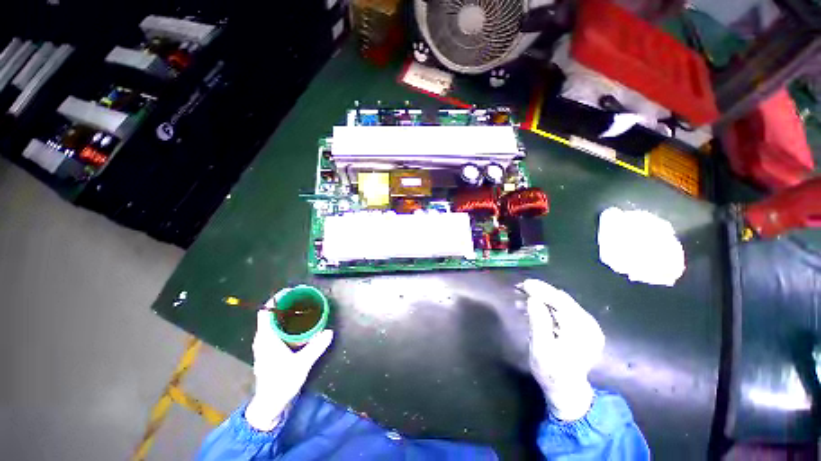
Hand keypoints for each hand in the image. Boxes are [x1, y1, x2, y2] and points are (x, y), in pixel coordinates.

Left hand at [245, 296, 333, 430]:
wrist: (270, 404)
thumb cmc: (281, 383)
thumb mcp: (301, 365)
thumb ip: (315, 347)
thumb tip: (329, 331)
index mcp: (266, 338)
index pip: (266, 312)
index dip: (276, 299)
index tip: (291, 291)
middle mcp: (263, 339)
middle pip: (270, 314)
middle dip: (285, 304)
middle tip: (303, 298)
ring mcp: (265, 345)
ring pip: (273, 322)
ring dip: (285, 314)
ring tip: (303, 308)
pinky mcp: (269, 350)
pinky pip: (276, 330)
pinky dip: (285, 323)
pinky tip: (299, 326)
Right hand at [518, 279, 604, 420]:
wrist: (567, 391)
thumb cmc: (552, 372)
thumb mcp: (541, 349)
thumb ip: (538, 323)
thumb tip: (532, 299)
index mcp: (581, 331)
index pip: (561, 302)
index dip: (542, 290)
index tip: (524, 284)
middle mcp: (588, 325)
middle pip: (562, 300)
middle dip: (540, 292)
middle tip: (520, 288)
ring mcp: (587, 326)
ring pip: (561, 303)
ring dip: (542, 298)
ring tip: (521, 297)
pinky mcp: (582, 328)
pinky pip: (563, 310)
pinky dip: (547, 306)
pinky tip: (532, 306)